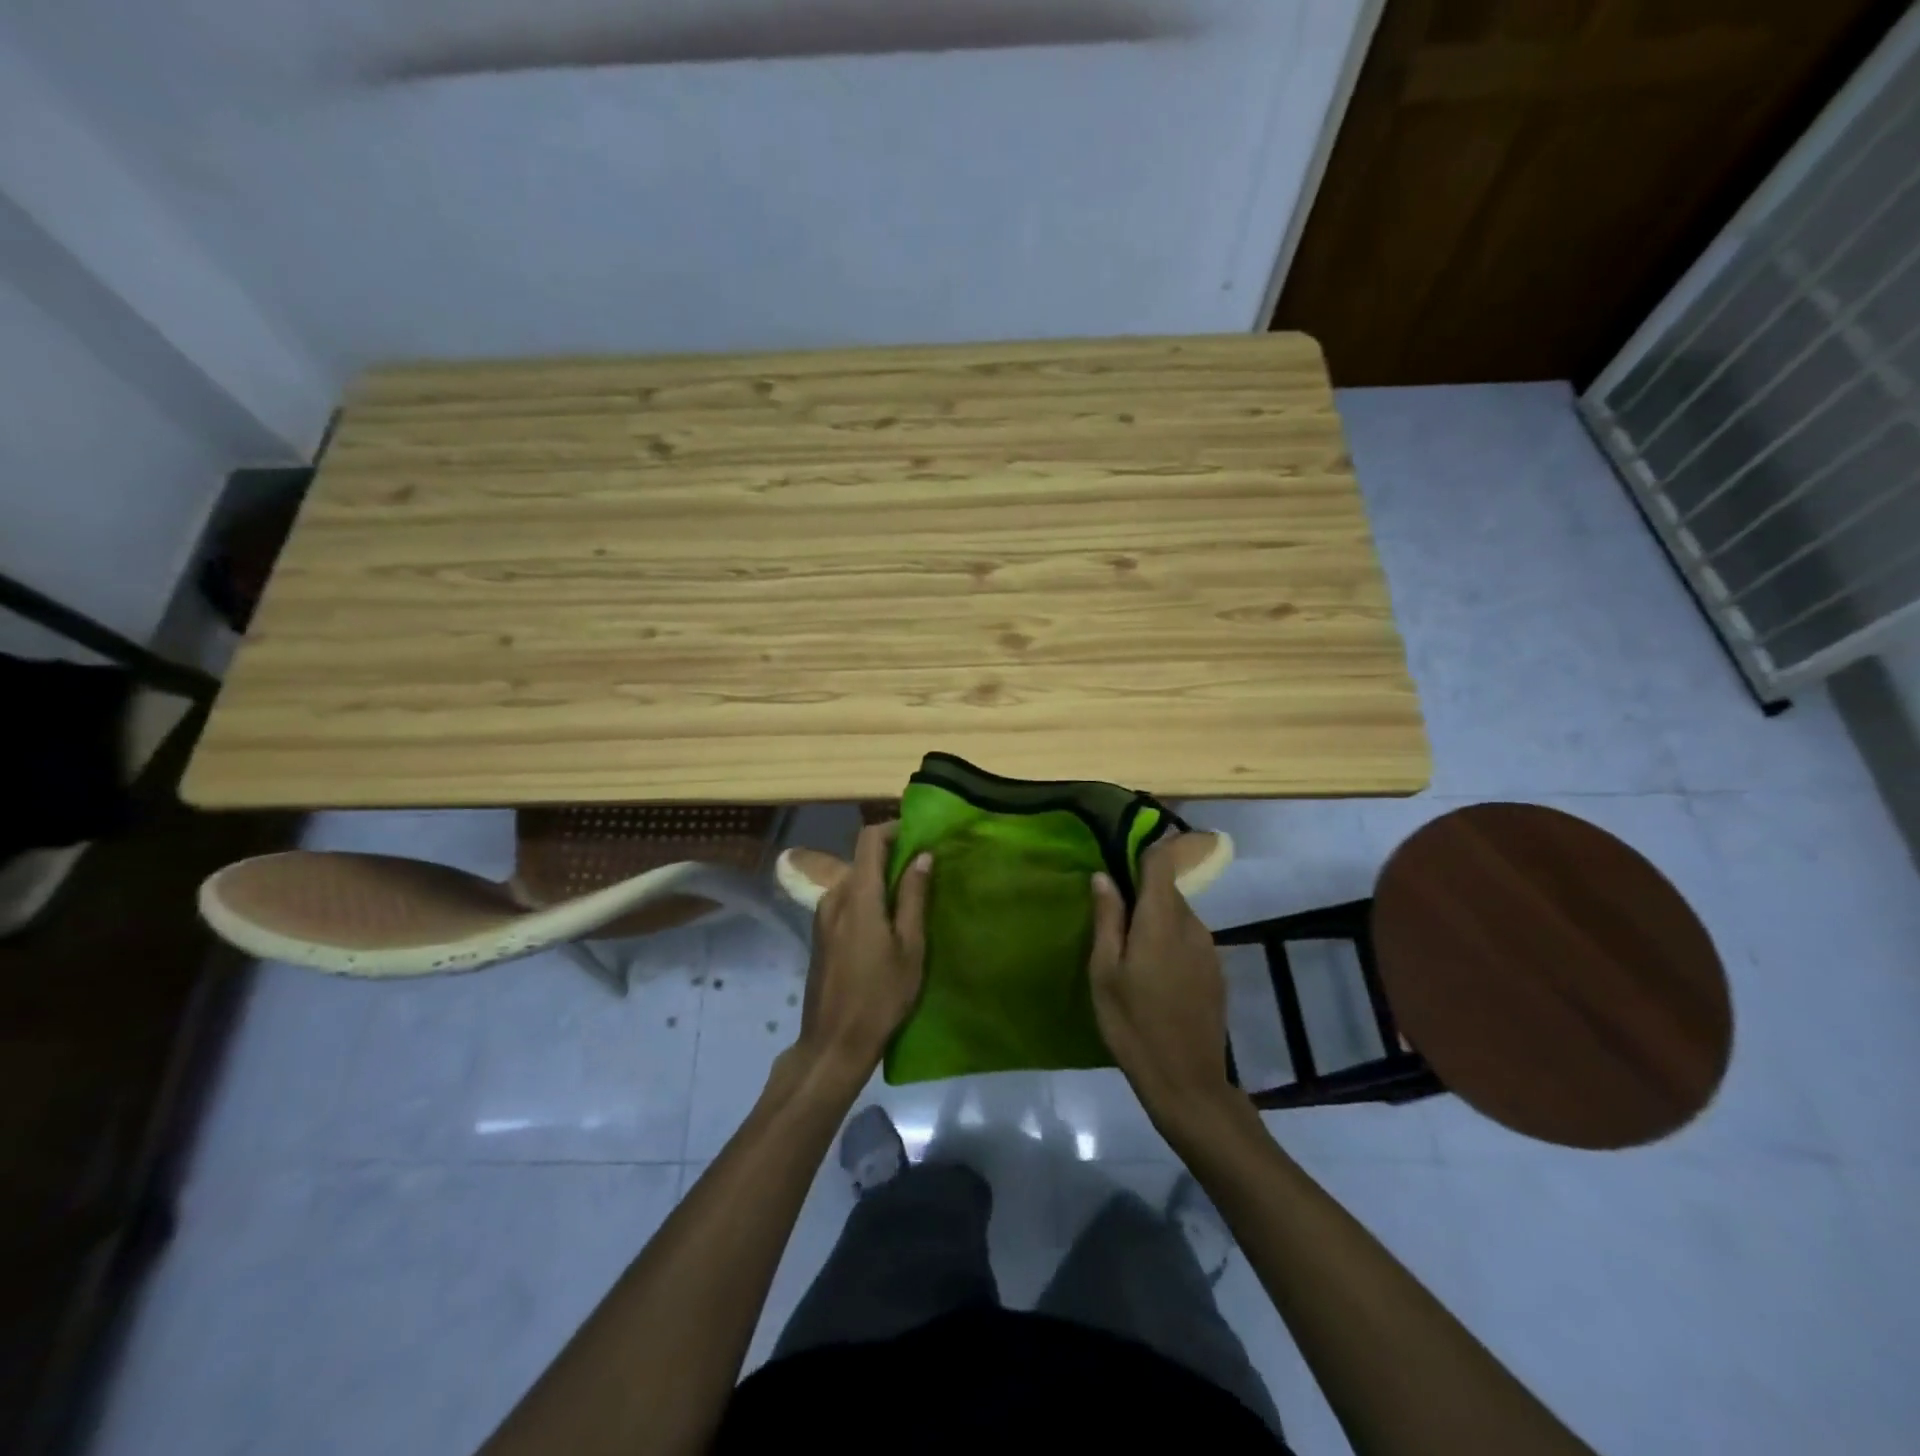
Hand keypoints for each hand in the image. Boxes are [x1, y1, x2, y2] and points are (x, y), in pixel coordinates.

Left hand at [794, 823, 930, 1079]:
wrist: (833, 1042)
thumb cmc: (880, 996)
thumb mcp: (910, 948)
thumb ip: (913, 897)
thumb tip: (922, 856)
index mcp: (858, 894)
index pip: (870, 838)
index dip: (894, 828)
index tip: (920, 834)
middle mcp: (834, 896)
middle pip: (863, 859)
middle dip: (893, 858)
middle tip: (925, 872)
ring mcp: (823, 916)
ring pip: (855, 881)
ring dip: (880, 881)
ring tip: (911, 900)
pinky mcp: (820, 934)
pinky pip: (846, 901)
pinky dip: (868, 899)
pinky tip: (887, 925)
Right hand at [1088, 838, 1240, 1126]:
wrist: (1187, 1082)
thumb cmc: (1133, 1025)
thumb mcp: (1105, 972)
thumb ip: (1107, 919)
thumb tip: (1104, 875)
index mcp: (1162, 920)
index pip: (1162, 862)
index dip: (1148, 846)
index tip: (1126, 845)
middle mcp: (1193, 925)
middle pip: (1168, 891)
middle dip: (1142, 894)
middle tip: (1112, 919)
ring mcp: (1210, 949)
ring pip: (1178, 917)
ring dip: (1155, 923)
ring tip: (1130, 955)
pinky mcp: (1217, 972)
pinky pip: (1189, 941)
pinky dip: (1170, 944)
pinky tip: (1154, 977)